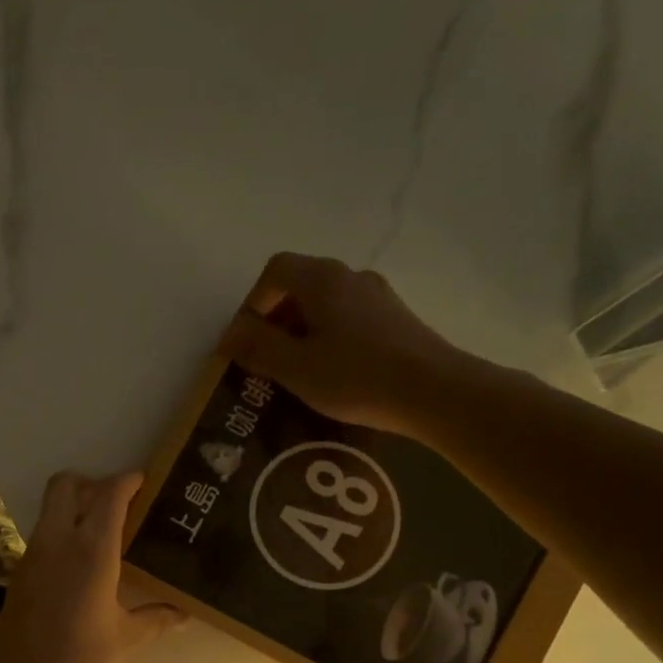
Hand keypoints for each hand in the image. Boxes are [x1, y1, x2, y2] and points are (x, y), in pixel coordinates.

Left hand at [0, 472, 183, 662]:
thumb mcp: (126, 642)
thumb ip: (156, 618)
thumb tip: (184, 613)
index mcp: (90, 552)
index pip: (109, 496)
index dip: (127, 481)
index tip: (144, 482)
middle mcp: (56, 543)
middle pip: (65, 486)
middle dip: (91, 484)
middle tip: (118, 506)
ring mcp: (30, 559)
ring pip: (49, 512)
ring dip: (74, 510)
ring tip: (105, 536)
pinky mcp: (17, 579)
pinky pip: (41, 540)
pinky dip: (61, 537)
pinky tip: (81, 569)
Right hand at [221, 252, 460, 434]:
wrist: (434, 391)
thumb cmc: (355, 376)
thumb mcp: (295, 367)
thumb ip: (257, 347)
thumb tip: (229, 335)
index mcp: (322, 279)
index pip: (275, 270)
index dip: (253, 302)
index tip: (246, 341)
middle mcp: (351, 277)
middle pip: (301, 285)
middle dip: (276, 320)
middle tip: (266, 359)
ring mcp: (379, 297)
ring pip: (327, 305)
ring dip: (303, 332)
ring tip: (297, 372)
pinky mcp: (397, 320)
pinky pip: (350, 320)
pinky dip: (330, 339)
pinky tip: (333, 374)